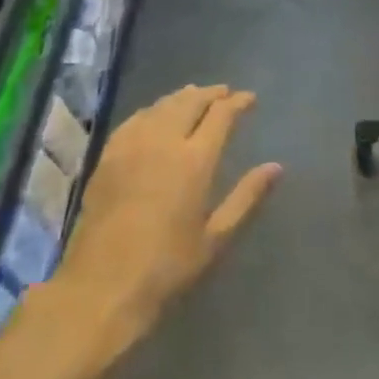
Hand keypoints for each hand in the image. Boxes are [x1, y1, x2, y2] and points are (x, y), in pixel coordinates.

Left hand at [55, 85, 280, 341]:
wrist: (102, 285)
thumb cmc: (167, 266)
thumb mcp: (215, 238)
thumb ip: (246, 197)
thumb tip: (276, 167)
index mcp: (194, 160)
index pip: (221, 115)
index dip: (238, 102)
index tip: (249, 98)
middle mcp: (164, 141)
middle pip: (190, 102)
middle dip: (211, 94)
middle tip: (225, 93)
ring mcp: (132, 145)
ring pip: (161, 106)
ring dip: (182, 97)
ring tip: (195, 96)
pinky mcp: (108, 156)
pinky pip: (135, 119)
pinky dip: (153, 109)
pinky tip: (155, 114)